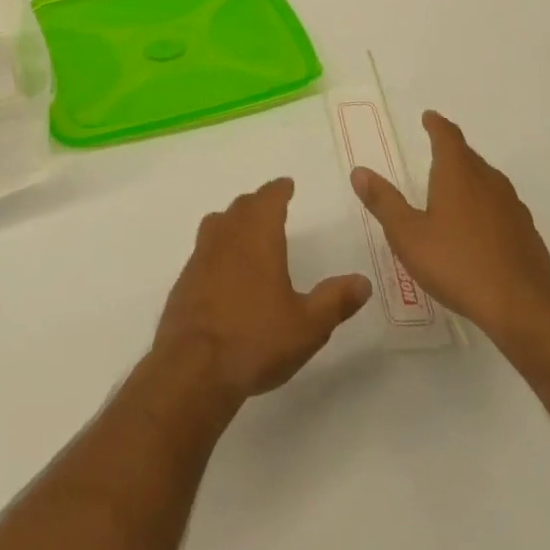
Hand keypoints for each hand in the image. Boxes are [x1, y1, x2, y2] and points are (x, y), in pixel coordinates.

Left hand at [154, 178, 372, 404]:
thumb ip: (335, 300)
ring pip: (219, 223)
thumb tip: (363, 281)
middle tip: (271, 205)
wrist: (195, 365)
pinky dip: (218, 247)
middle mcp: (227, 235)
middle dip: (258, 202)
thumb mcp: (308, 325)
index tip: (286, 184)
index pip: (269, 199)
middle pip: (242, 207)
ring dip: (234, 219)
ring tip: (246, 229)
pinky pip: (205, 249)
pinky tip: (225, 269)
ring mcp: (201, 255)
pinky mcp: (186, 278)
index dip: (279, 190)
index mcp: (257, 235)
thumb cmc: (257, 337)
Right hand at [351, 111, 549, 351]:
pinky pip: (502, 208)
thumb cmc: (458, 265)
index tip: (429, 117)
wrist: (525, 311)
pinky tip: (480, 229)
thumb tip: (359, 171)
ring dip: (471, 178)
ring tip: (456, 189)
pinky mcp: (528, 235)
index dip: (436, 124)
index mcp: (458, 174)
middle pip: (469, 156)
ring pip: (489, 181)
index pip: (447, 136)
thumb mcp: (408, 235)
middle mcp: (489, 182)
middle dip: (452, 151)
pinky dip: (487, 207)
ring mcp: (513, 209)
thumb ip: (383, 202)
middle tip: (437, 152)